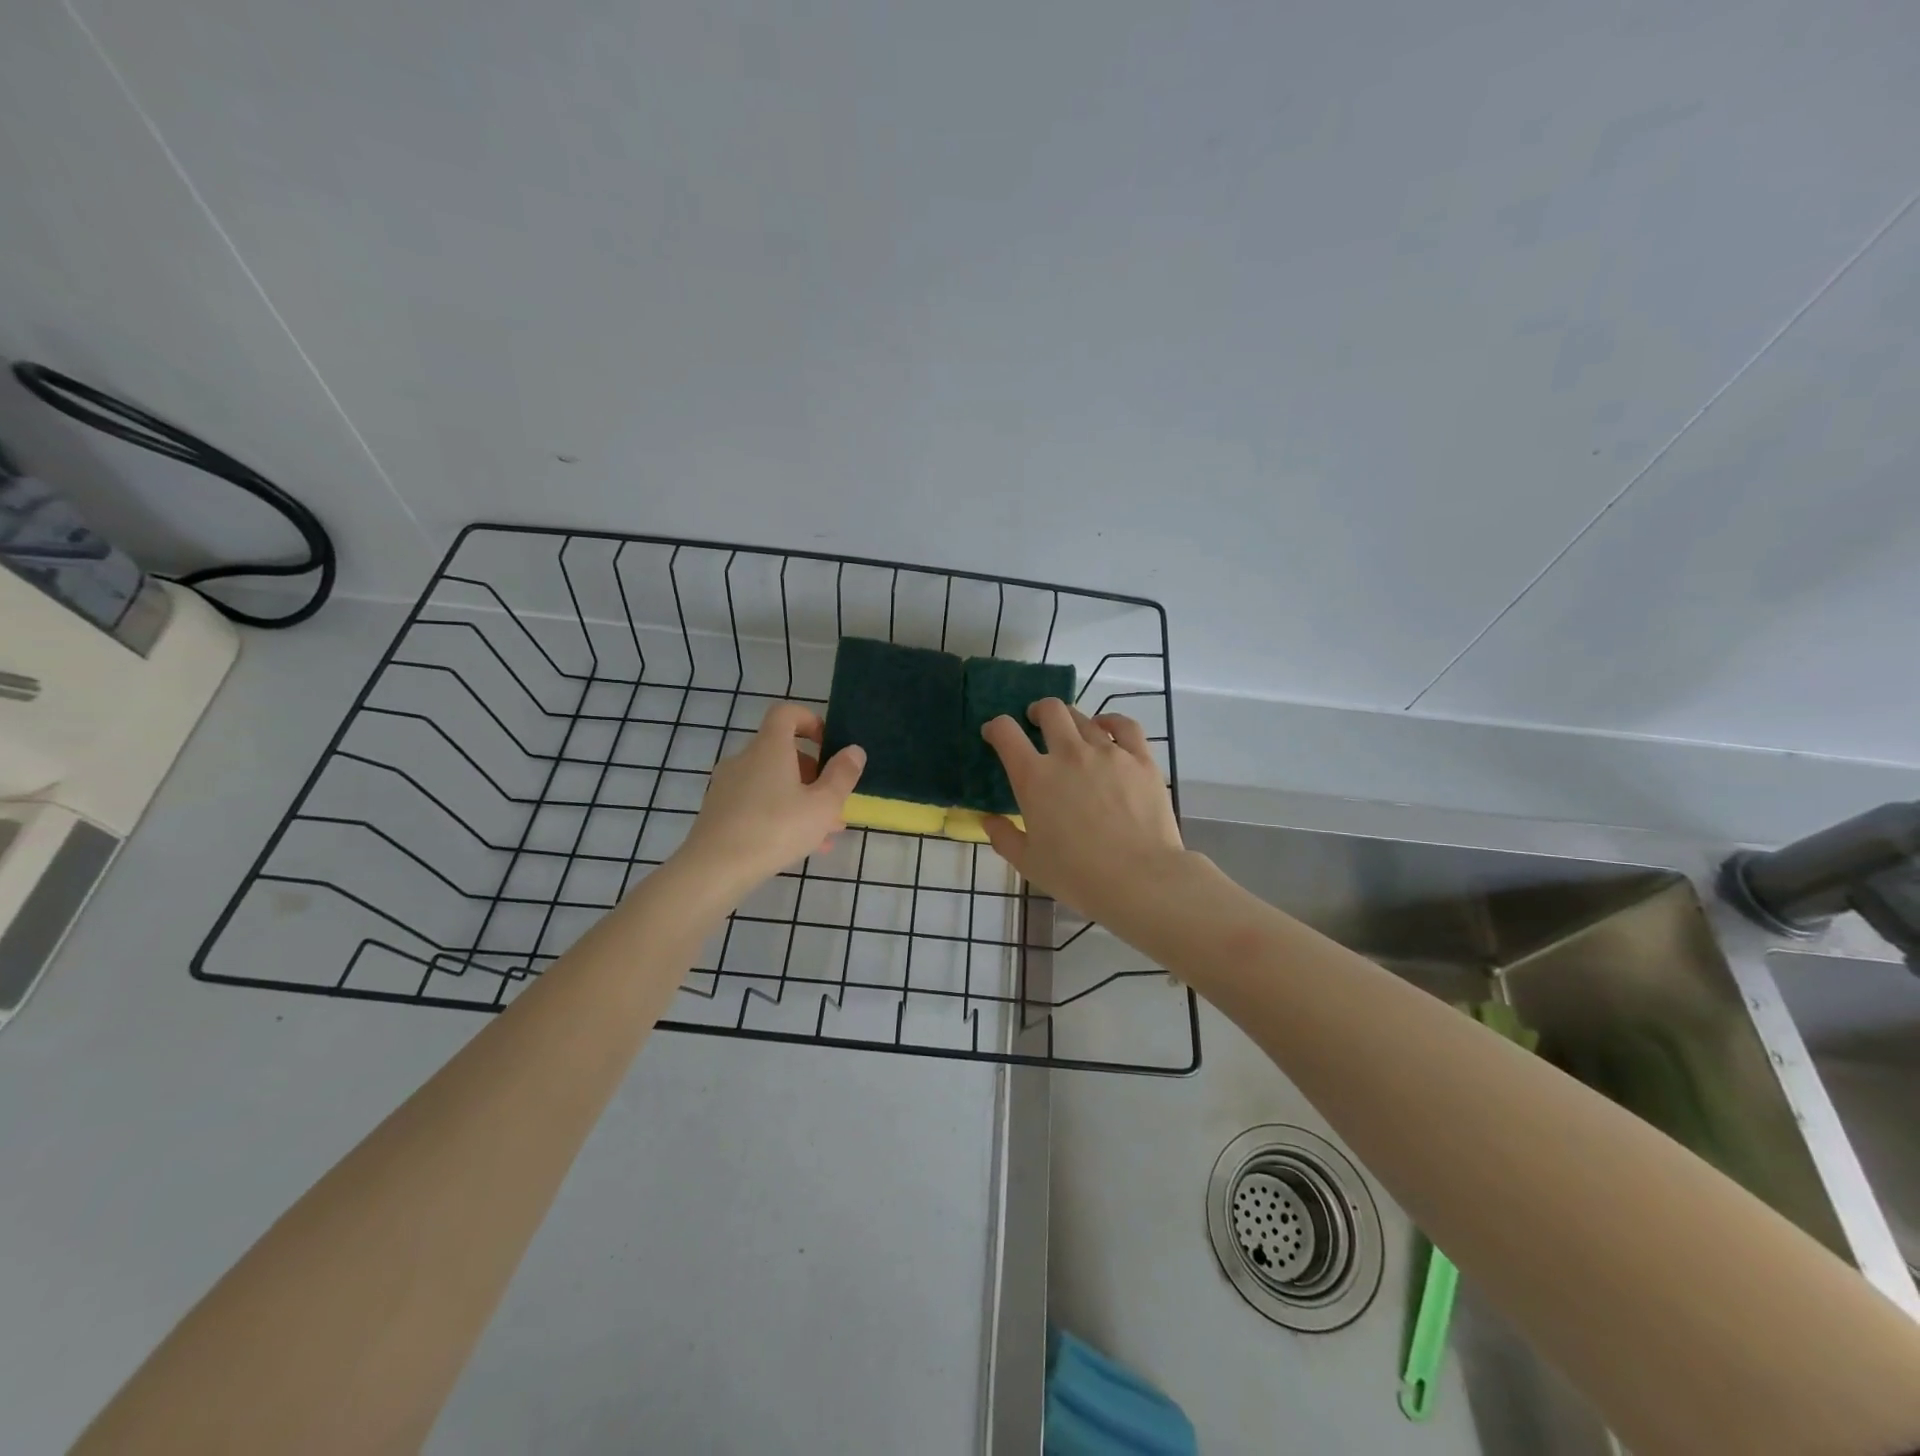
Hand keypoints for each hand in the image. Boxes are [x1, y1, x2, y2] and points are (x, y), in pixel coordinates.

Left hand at [675, 703, 865, 901]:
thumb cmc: (775, 829)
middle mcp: (745, 759)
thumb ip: (842, 775)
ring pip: (772, 783)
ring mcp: (728, 786)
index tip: (828, 745)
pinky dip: (780, 814)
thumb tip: (854, 750)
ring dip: (801, 799)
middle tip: (834, 800)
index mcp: (769, 748)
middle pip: (782, 752)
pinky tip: (800, 846)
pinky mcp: (719, 812)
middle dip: (813, 773)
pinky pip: (757, 803)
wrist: (714, 869)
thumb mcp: (823, 805)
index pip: (786, 713)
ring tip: (825, 831)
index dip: (810, 720)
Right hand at [979, 699, 1184, 924]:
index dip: (995, 727)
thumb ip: (1004, 837)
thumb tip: (989, 821)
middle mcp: (1068, 754)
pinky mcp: (1140, 759)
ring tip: (1070, 732)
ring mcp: (1108, 752)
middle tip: (1035, 722)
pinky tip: (1107, 727)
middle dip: (1037, 712)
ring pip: (1084, 718)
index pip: (1006, 733)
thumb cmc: (1077, 875)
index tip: (994, 734)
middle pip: (1050, 711)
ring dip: (1071, 720)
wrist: (1140, 879)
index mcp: (1034, 777)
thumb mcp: (1029, 863)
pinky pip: (1125, 727)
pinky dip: (1112, 721)